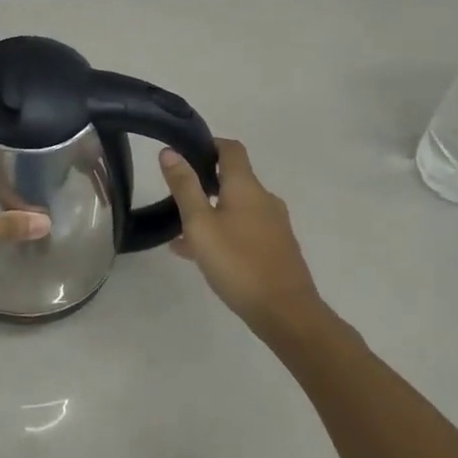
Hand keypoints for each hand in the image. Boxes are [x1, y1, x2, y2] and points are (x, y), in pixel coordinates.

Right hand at [160, 139, 323, 330]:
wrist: (287, 313)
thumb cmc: (238, 262)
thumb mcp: (200, 224)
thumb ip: (184, 187)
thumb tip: (170, 151)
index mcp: (246, 187)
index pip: (231, 149)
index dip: (209, 144)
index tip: (186, 151)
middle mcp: (264, 199)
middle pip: (233, 180)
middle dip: (205, 183)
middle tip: (176, 196)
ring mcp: (274, 225)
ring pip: (237, 208)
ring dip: (211, 212)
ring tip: (181, 233)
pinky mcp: (277, 249)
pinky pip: (245, 230)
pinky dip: (224, 232)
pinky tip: (201, 256)